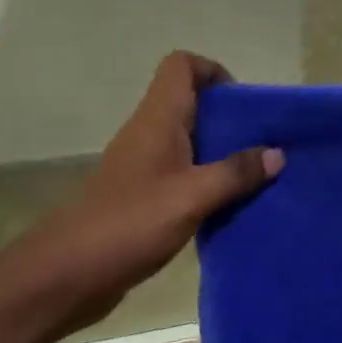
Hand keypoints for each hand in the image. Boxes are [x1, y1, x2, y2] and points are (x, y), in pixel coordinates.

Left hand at [3, 52, 282, 332]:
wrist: (65, 276)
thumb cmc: (128, 224)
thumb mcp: (192, 197)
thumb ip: (235, 173)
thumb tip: (277, 153)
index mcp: (157, 120)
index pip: (181, 66)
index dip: (213, 71)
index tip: (244, 103)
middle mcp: (149, 134)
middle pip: (191, 103)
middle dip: (229, 117)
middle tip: (263, 143)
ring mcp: (143, 166)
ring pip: (189, 141)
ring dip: (222, 152)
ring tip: (256, 175)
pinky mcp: (142, 196)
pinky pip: (183, 174)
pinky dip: (208, 181)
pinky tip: (230, 205)